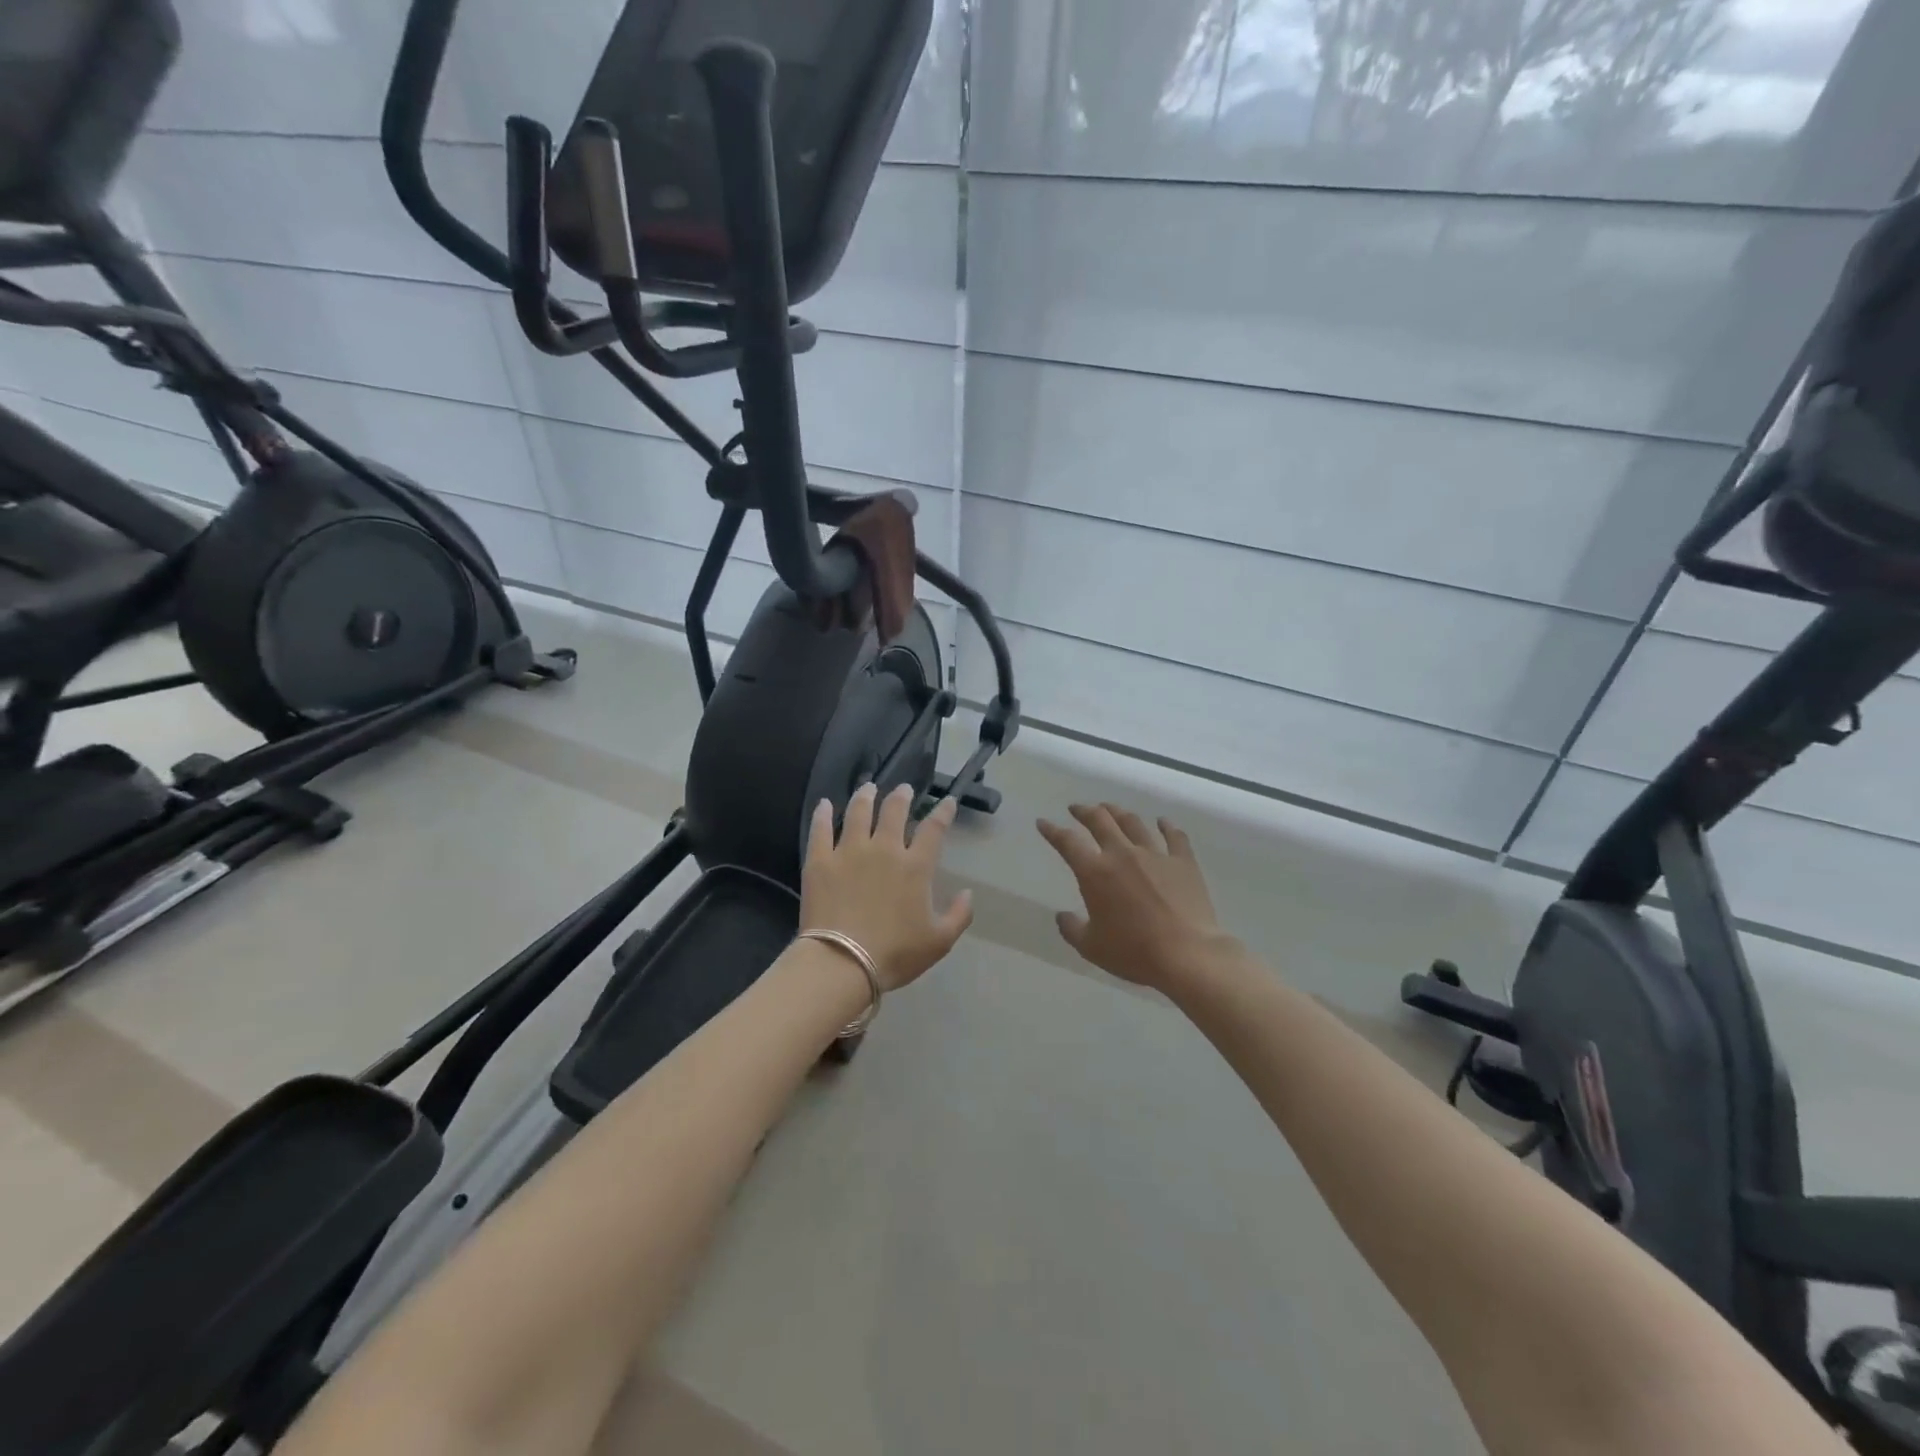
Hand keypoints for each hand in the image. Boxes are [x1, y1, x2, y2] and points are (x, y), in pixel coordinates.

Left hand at [801, 782, 974, 991]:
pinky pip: (821, 829)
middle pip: (893, 811)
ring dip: (865, 796)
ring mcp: (849, 851)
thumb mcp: (940, 941)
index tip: (947, 801)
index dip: (943, 812)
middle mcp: (884, 849)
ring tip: (868, 787)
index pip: (933, 829)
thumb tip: (968, 893)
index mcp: (915, 866)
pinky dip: (822, 814)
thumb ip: (959, 915)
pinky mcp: (820, 860)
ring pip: (858, 812)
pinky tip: (823, 804)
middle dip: (901, 796)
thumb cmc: (895, 953)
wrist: (842, 962)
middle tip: (903, 789)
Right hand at [1037, 803, 1226, 989]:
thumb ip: (1072, 929)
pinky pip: (1174, 836)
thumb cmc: (1134, 952)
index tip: (1043, 822)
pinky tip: (1162, 821)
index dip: (1052, 830)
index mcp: (1095, 872)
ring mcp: (1155, 854)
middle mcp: (1122, 854)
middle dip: (1084, 811)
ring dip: (1117, 812)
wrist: (1187, 954)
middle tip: (1077, 809)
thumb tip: (1062, 916)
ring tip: (1110, 809)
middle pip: (1100, 821)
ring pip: (1132, 822)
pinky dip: (1166, 826)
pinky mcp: (1183, 861)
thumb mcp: (1091, 947)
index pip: (1067, 842)